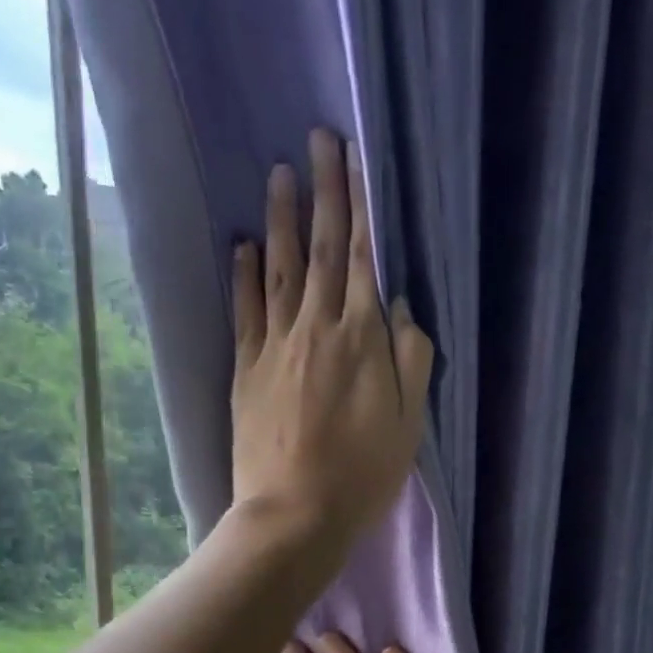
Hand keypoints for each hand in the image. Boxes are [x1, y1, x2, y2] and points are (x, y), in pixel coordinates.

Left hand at [230, 130, 434, 558]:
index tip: (356, 156)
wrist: (296, 513)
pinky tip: (241, 246)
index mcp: (363, 339)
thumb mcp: (409, 424)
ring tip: (278, 173)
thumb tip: (404, 307)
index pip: (364, 258)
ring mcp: (276, 347)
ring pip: (280, 270)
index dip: (362, 205)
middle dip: (323, 192)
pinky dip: (243, 276)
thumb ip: (411, 360)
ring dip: (281, 220)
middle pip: (322, 250)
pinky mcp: (247, 372)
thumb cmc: (362, 475)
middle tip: (318, 138)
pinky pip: (245, 312)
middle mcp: (317, 328)